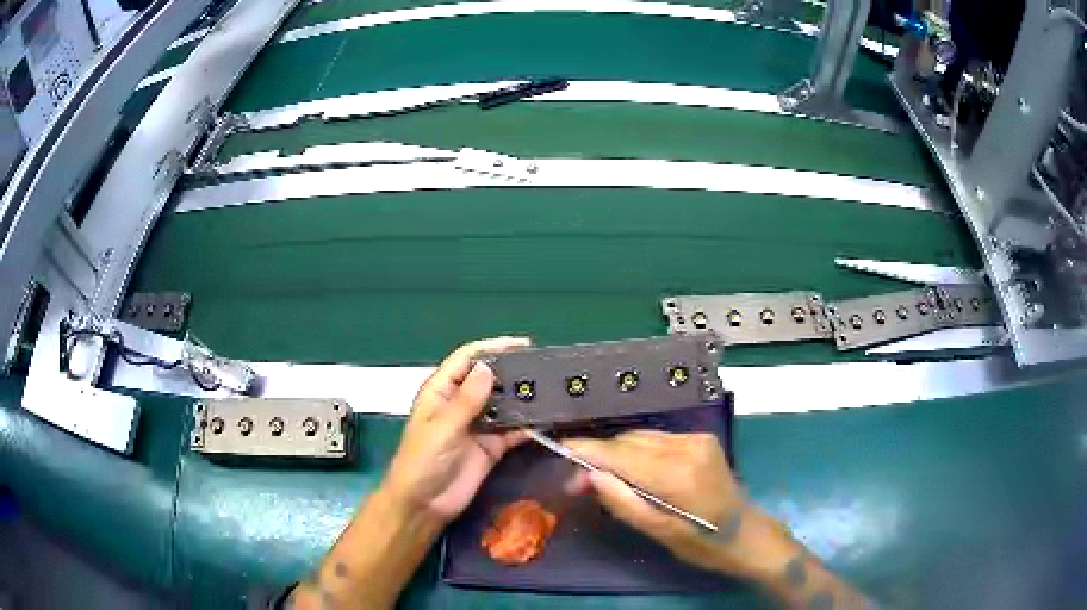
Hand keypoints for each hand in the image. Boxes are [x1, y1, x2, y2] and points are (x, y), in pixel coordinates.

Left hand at [382, 337, 530, 524]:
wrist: (425, 505)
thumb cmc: (422, 461)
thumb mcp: (442, 428)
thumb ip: (466, 401)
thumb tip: (488, 368)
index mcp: (441, 391)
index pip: (467, 360)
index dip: (492, 348)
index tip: (522, 344)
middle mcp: (461, 403)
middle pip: (489, 379)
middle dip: (513, 372)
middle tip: (545, 368)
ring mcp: (478, 426)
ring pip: (504, 404)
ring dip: (524, 398)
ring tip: (552, 390)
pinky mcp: (492, 447)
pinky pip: (513, 431)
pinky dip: (528, 426)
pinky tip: (546, 421)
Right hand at [563, 430, 796, 576]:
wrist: (747, 533)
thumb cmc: (703, 543)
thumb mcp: (660, 533)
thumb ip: (623, 503)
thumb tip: (589, 475)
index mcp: (678, 475)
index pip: (622, 454)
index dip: (588, 451)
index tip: (560, 450)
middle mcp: (688, 448)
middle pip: (629, 442)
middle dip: (599, 456)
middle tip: (577, 481)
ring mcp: (697, 439)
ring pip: (641, 438)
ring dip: (617, 453)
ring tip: (599, 477)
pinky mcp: (702, 439)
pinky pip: (657, 439)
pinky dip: (637, 452)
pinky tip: (631, 470)